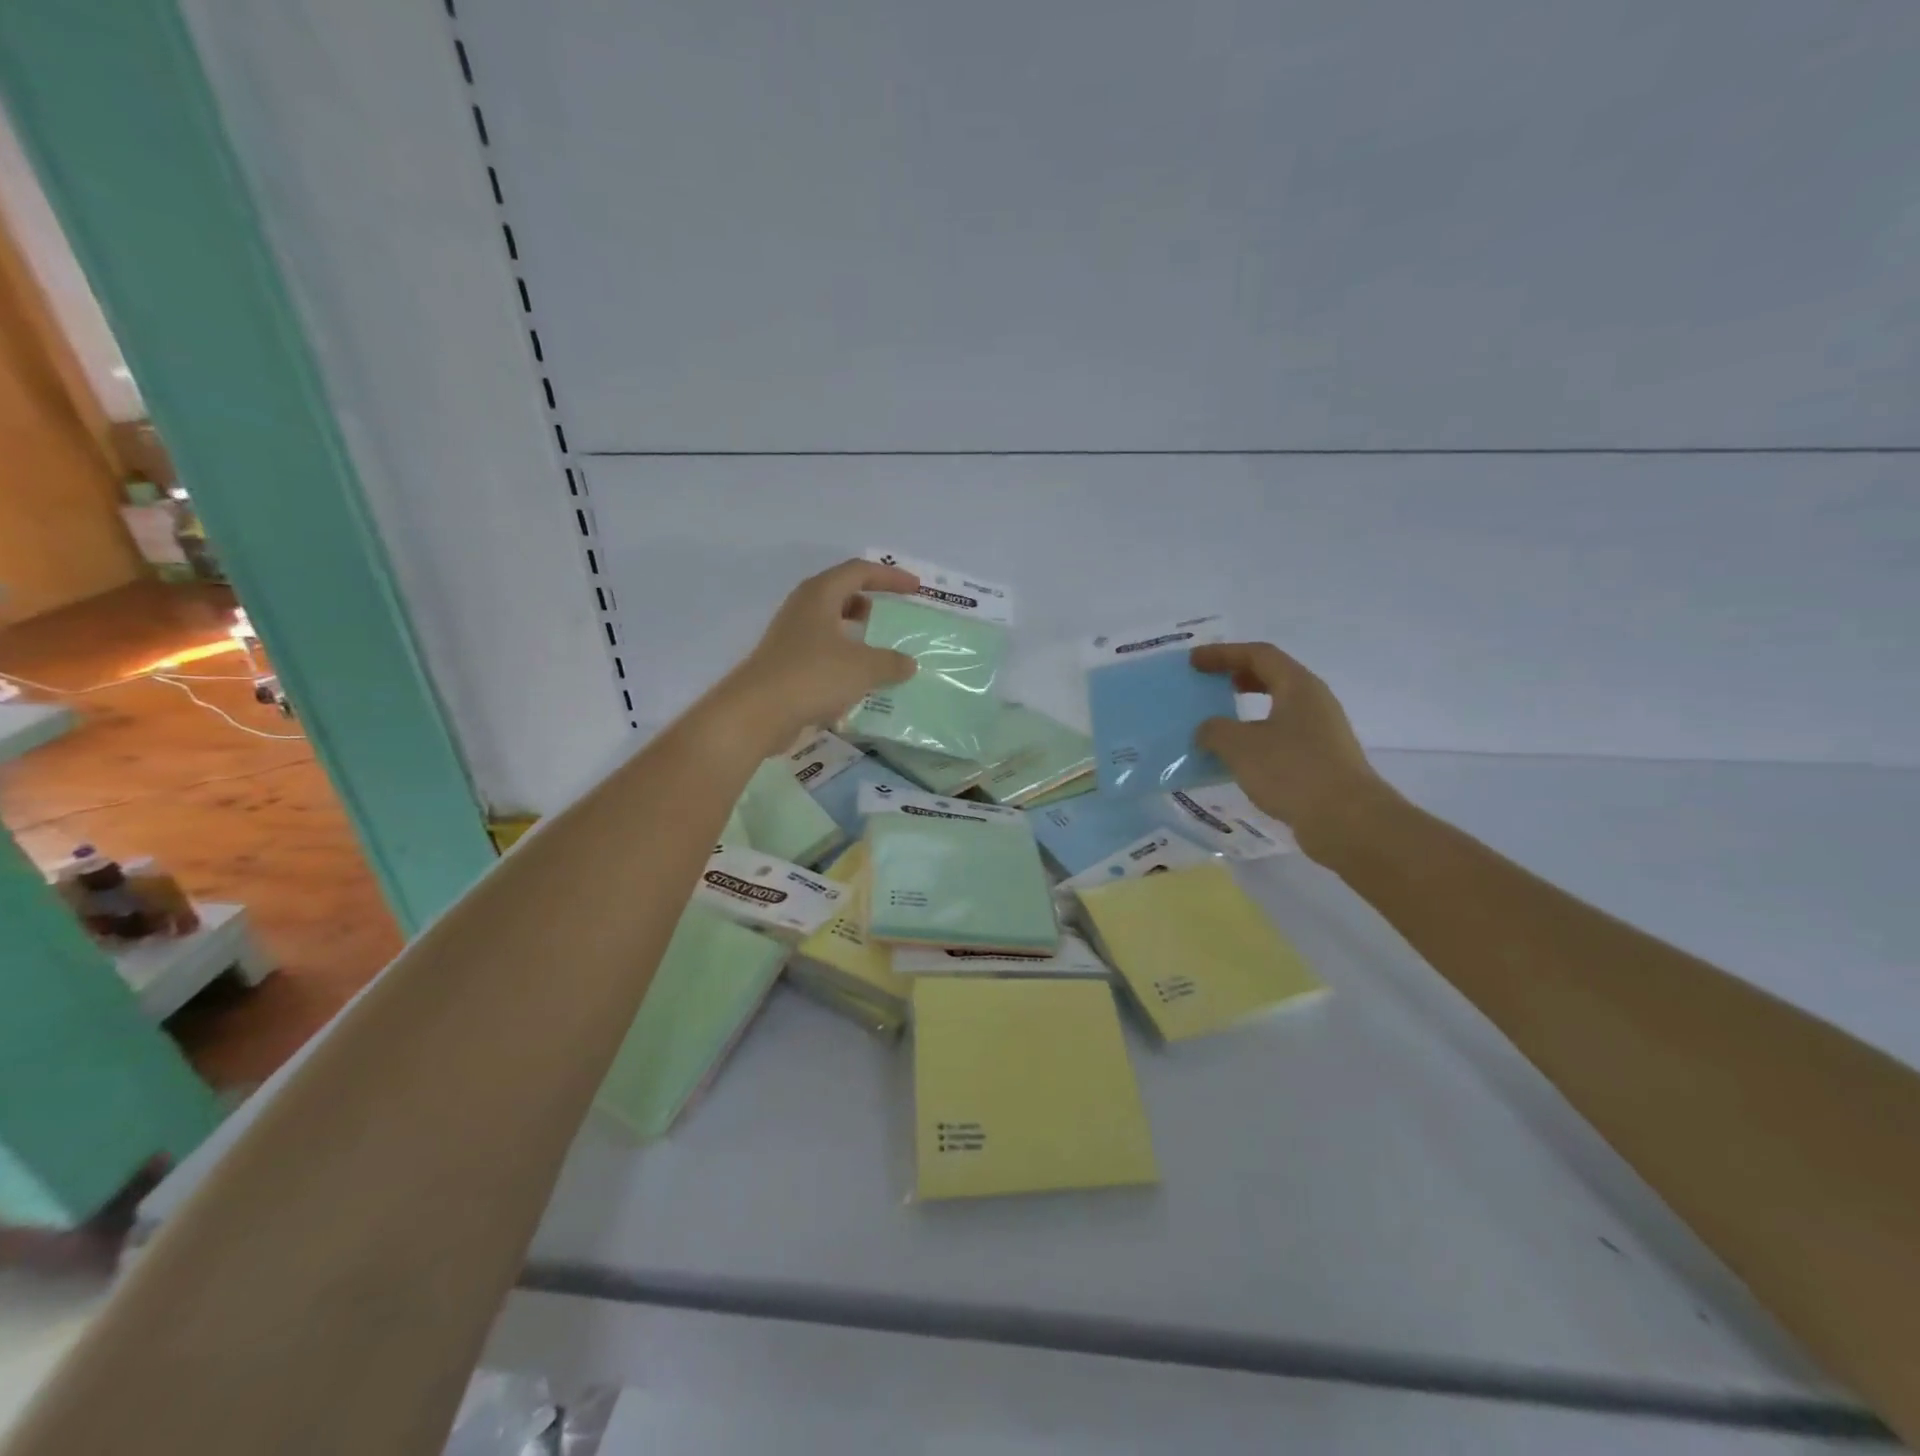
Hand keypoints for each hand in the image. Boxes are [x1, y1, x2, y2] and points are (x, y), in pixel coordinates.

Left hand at [719, 559, 920, 753]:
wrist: (757, 712)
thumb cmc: (813, 676)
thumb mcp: (864, 668)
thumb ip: (891, 662)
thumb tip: (908, 664)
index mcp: (820, 595)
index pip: (860, 571)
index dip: (890, 577)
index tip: (915, 589)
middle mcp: (803, 608)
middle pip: (841, 593)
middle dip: (869, 601)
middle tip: (892, 615)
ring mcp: (790, 636)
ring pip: (830, 624)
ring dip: (856, 632)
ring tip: (880, 649)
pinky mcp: (786, 664)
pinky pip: (822, 651)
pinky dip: (844, 658)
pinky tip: (858, 680)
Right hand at [1190, 641, 1390, 849]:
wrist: (1347, 821)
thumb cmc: (1292, 771)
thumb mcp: (1240, 746)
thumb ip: (1214, 730)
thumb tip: (1207, 730)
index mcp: (1298, 686)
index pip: (1258, 654)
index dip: (1223, 653)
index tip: (1194, 661)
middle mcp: (1314, 702)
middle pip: (1273, 676)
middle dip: (1238, 676)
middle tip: (1209, 683)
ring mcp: (1322, 732)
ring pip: (1279, 708)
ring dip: (1246, 709)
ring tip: (1218, 721)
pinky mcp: (1321, 760)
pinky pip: (1282, 736)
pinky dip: (1256, 736)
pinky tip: (1238, 757)